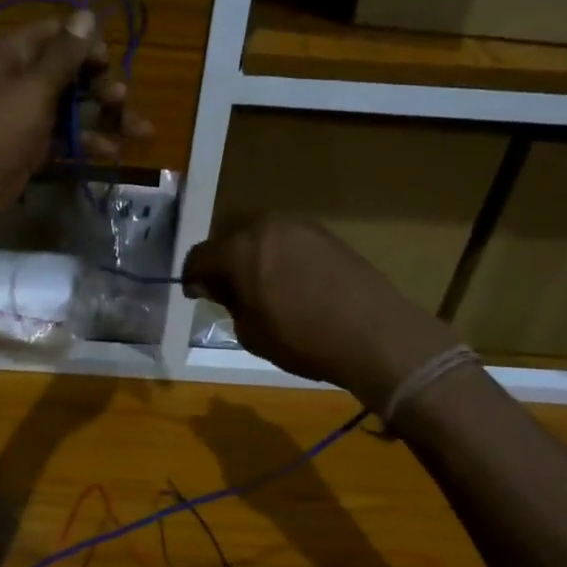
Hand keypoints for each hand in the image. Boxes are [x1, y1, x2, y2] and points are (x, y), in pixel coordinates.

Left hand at [0, 10, 152, 233]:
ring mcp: (28, 115)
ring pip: (76, 108)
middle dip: (103, 86)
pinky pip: (68, 137)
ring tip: (140, 132)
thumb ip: (64, 54)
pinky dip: (89, 142)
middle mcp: (23, 79)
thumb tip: (87, 13)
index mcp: (17, 54)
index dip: (87, 44)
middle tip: (122, 100)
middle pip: (73, 73)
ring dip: (106, 118)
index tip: (109, 61)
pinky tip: (113, 152)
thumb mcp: (34, 87)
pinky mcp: (34, 146)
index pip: (58, 34)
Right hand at [182, 216, 458, 404]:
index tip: (196, 295)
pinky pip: (288, 240)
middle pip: (229, 237)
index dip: (192, 277)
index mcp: (239, 249)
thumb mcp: (251, 332)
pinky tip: (289, 281)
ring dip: (252, 255)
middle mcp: (265, 227)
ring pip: (260, 235)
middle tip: (226, 289)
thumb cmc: (302, 339)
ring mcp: (299, 226)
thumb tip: (220, 288)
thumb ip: (228, 303)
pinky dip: (279, 255)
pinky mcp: (326, 234)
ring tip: (260, 285)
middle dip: (222, 261)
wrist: (373, 333)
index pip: (200, 256)